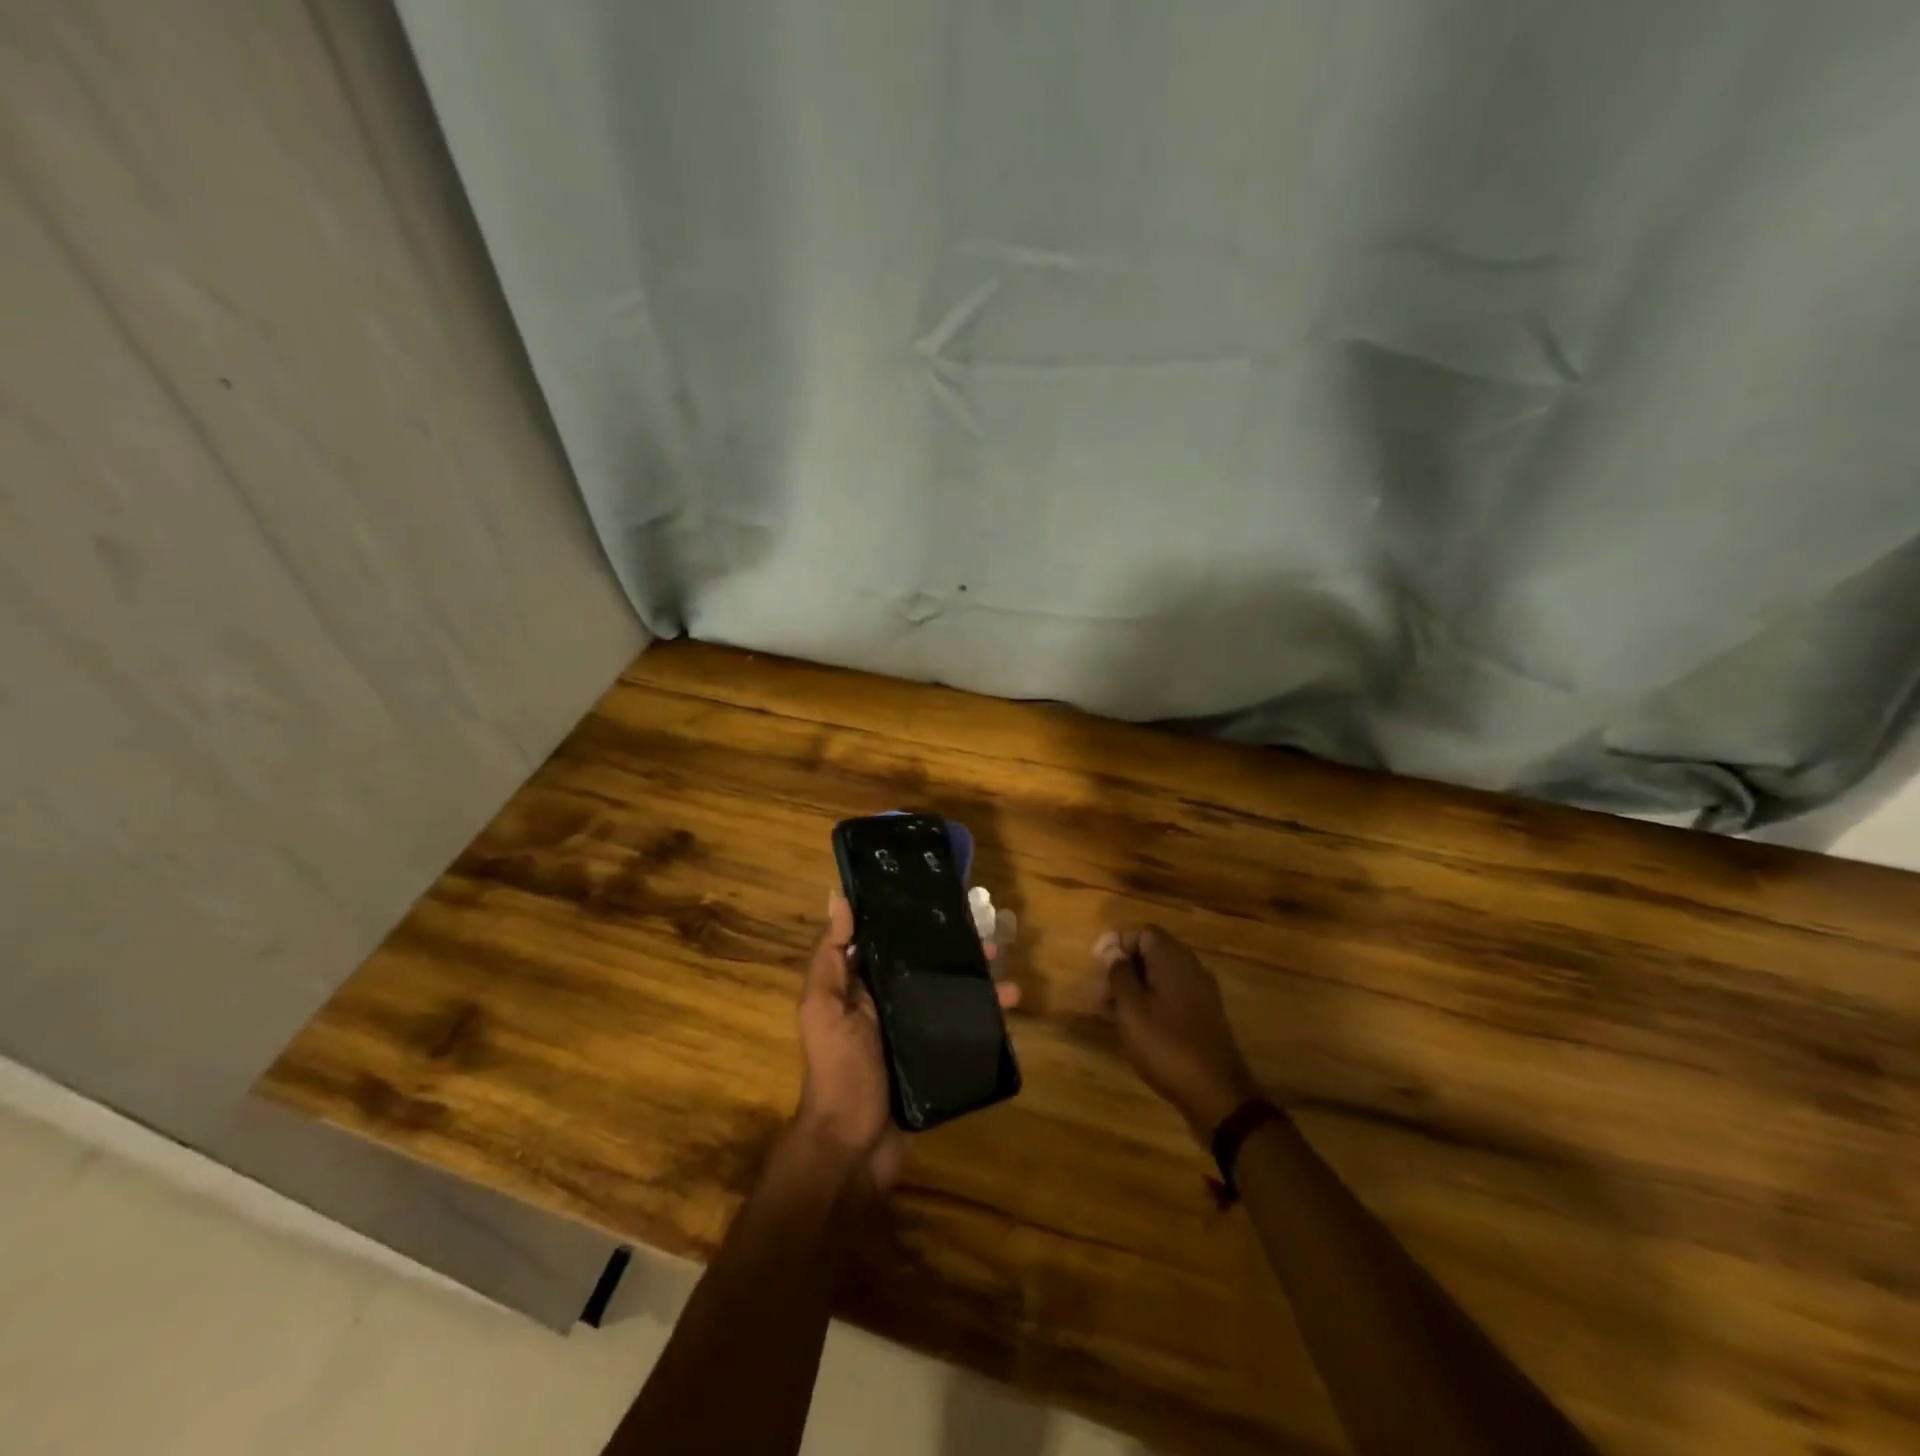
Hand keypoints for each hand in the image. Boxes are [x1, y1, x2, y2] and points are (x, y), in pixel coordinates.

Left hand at [794, 894, 1018, 1192]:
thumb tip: (837, 897)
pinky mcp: (935, 1057)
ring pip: (949, 994)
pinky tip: (1009, 1007)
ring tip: (1005, 970)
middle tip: (987, 936)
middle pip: (926, 965)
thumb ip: (831, 956)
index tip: (944, 896)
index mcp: (861, 985)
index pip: (890, 939)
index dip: (912, 918)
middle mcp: (889, 1003)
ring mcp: (914, 1031)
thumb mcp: (823, 1007)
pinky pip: (963, 1028)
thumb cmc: (839, 1070)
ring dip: (977, 981)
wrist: (853, 1148)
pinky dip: (985, 1017)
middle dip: (955, 949)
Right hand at [1097, 925, 1260, 1139]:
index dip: (1117, 942)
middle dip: (1124, 967)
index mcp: (1172, 959)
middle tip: (1102, 992)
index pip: (1142, 932)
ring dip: (1136, 987)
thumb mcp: (1131, 1008)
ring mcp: (1202, 993)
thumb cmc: (1166, 1045)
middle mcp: (1191, 968)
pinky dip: (1152, 1003)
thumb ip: (1120, 973)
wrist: (1217, 1094)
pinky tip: (1137, 1027)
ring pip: (1162, 977)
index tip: (1097, 963)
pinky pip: (1173, 996)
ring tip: (1113, 1013)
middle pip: (1153, 953)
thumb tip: (1113, 949)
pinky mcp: (1205, 1016)